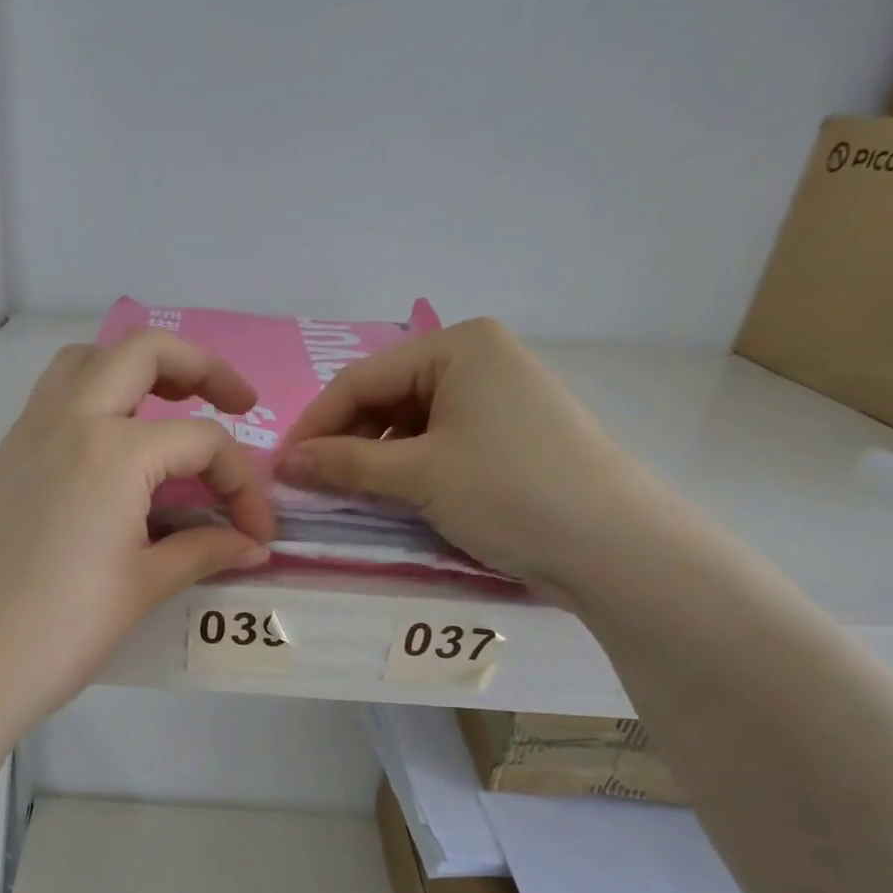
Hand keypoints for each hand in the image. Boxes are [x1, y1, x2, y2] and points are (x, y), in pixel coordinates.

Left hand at [0, 331, 274, 732]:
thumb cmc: (65, 628)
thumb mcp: (145, 585)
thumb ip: (205, 551)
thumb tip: (252, 544)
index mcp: (114, 451)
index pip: (202, 443)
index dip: (243, 485)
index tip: (257, 532)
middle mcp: (70, 420)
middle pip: (144, 353)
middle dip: (202, 368)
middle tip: (237, 403)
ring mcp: (30, 433)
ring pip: (88, 361)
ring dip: (136, 368)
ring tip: (170, 408)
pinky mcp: (7, 457)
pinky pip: (55, 397)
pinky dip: (94, 396)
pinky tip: (115, 449)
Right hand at [277, 316, 659, 594]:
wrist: (613, 547)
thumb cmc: (509, 492)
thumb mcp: (419, 476)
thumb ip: (345, 465)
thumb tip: (282, 464)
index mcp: (459, 345)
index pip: (362, 380)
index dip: (314, 424)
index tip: (279, 467)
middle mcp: (479, 358)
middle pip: (385, 397)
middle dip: (344, 441)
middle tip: (308, 485)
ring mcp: (497, 395)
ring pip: (409, 422)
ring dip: (372, 458)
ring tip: (345, 494)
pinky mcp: (507, 433)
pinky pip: (437, 440)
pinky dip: (406, 467)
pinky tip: (390, 495)